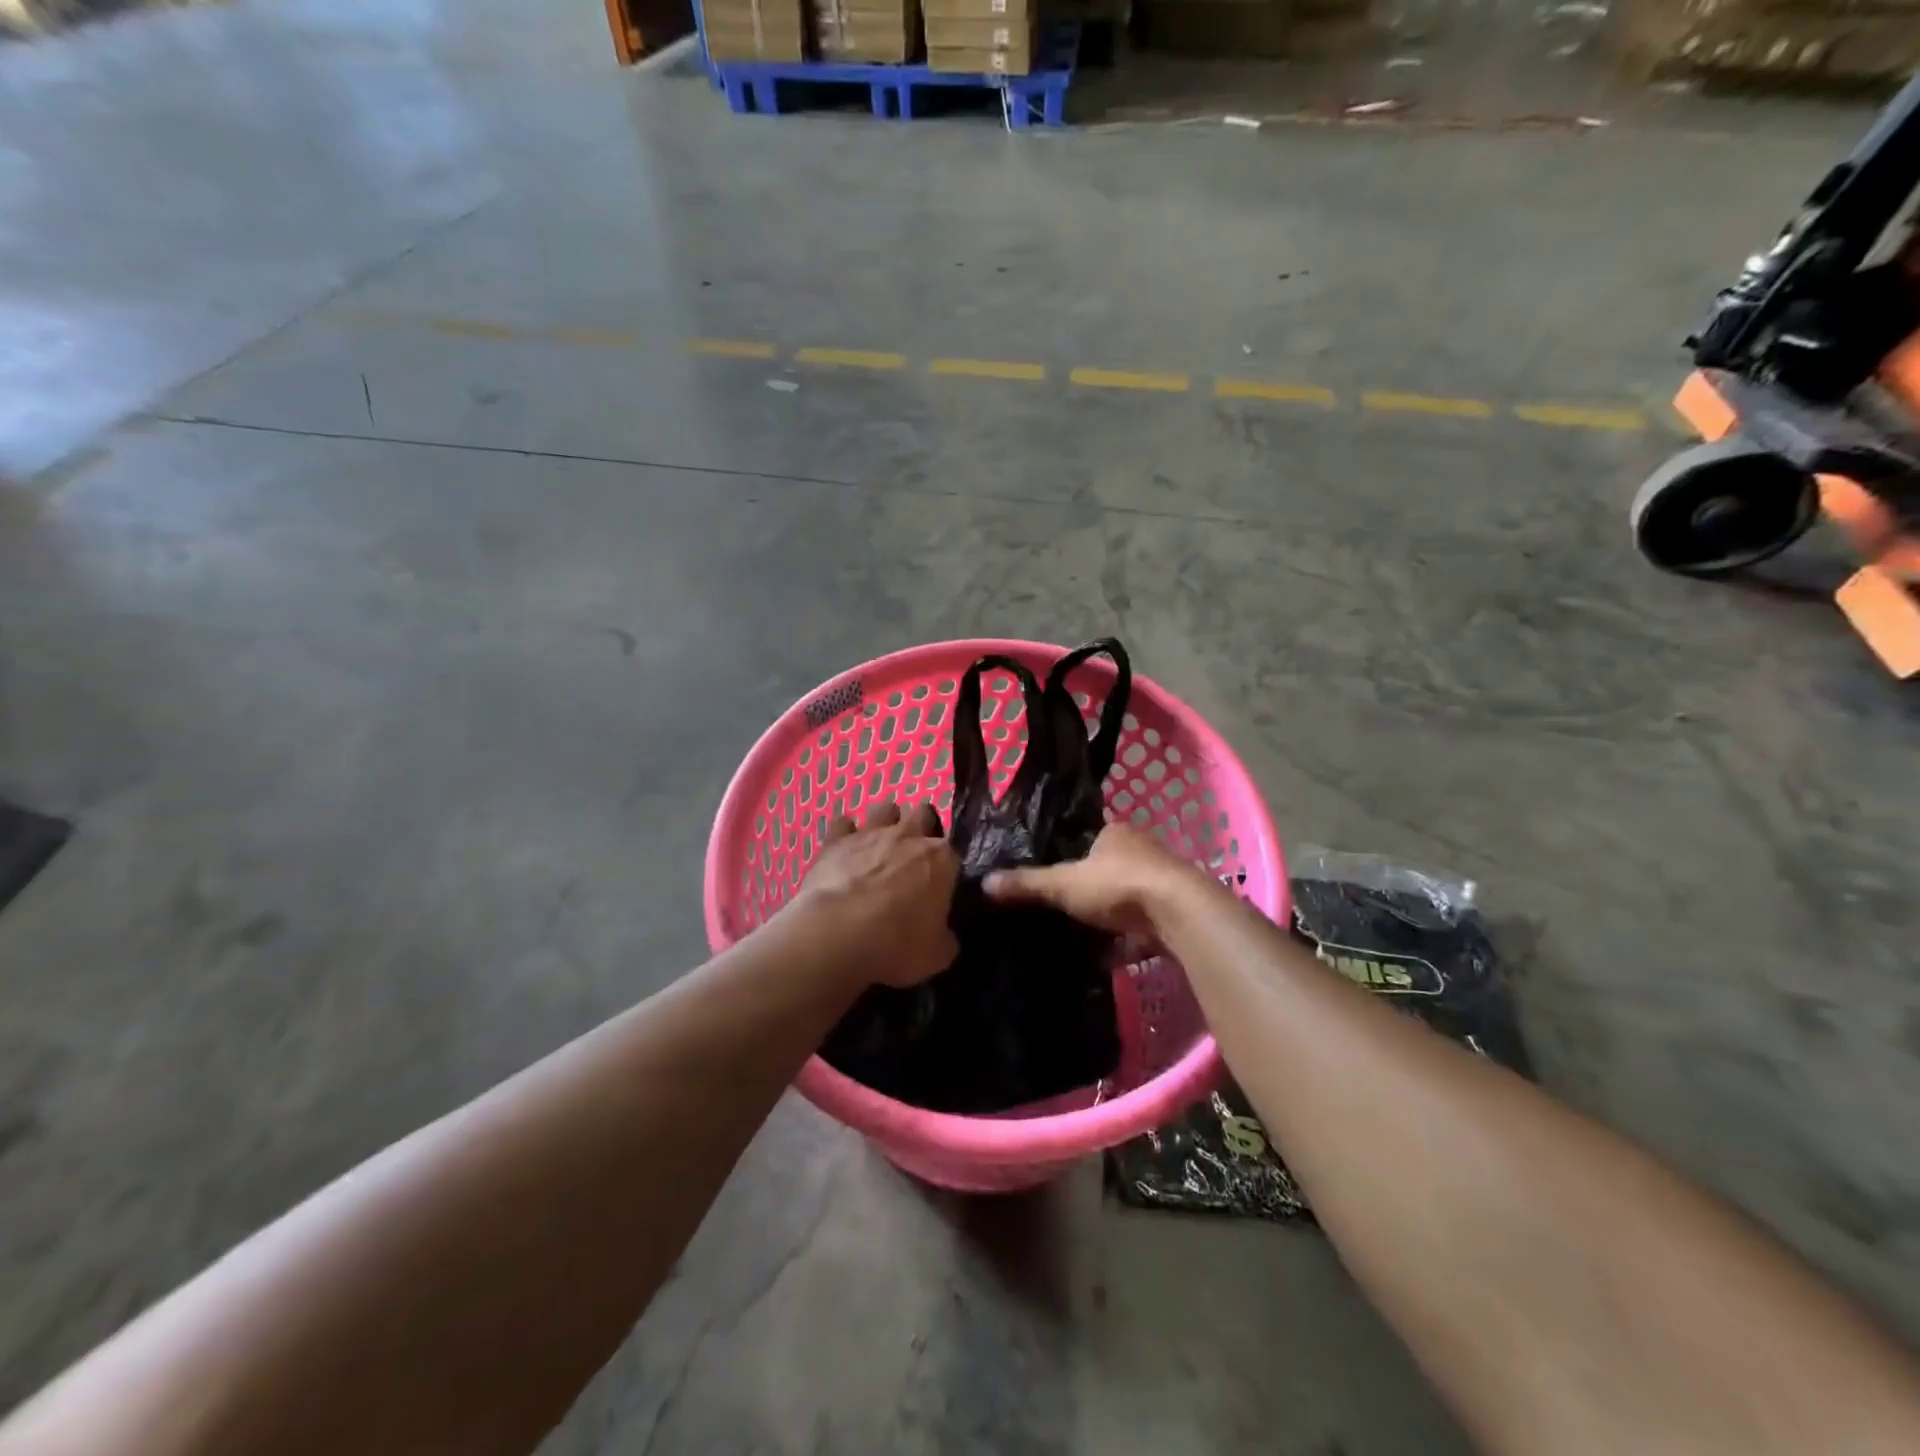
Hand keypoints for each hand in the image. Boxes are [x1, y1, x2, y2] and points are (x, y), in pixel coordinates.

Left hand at [794, 802, 959, 987]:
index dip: (947, 866)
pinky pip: (842, 823)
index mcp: (942, 859)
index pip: (953, 851)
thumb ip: (945, 938)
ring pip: (885, 808)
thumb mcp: (937, 955)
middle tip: (912, 855)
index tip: (940, 884)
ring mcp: (871, 833)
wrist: (838, 933)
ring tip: (880, 845)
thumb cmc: (897, 944)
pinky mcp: (835, 840)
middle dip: (921, 827)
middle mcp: (909, 836)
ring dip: (886, 822)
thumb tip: (945, 935)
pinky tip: (844, 849)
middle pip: (922, 813)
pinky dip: (845, 833)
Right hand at [983, 823, 1212, 942]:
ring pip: (1128, 897)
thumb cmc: (1118, 885)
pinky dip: (1129, 939)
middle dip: (1091, 887)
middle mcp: (1142, 851)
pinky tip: (1111, 954)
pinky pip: (1143, 925)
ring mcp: (1161, 882)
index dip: (1071, 854)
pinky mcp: (1173, 913)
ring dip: (1112, 913)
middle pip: (1109, 867)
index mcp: (1116, 832)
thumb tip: (984, 882)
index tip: (1054, 874)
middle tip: (1063, 906)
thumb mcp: (1063, 883)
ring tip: (1082, 932)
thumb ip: (1027, 883)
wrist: (1179, 915)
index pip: (1088, 838)